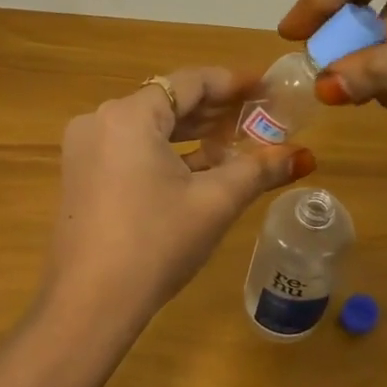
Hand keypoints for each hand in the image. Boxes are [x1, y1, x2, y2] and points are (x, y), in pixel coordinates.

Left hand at [43, 68, 314, 332]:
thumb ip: (258, 170)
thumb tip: (303, 156)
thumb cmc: (156, 243)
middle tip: (258, 116)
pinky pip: (131, 148)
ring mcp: (85, 149)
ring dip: (193, 133)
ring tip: (236, 141)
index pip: (190, 82)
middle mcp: (100, 121)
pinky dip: (166, 153)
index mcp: (129, 115)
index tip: (267, 88)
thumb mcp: (214, 203)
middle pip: (168, 101)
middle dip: (215, 110)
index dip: (233, 83)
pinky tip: (200, 168)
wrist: (90, 304)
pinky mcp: (82, 175)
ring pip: (150, 127)